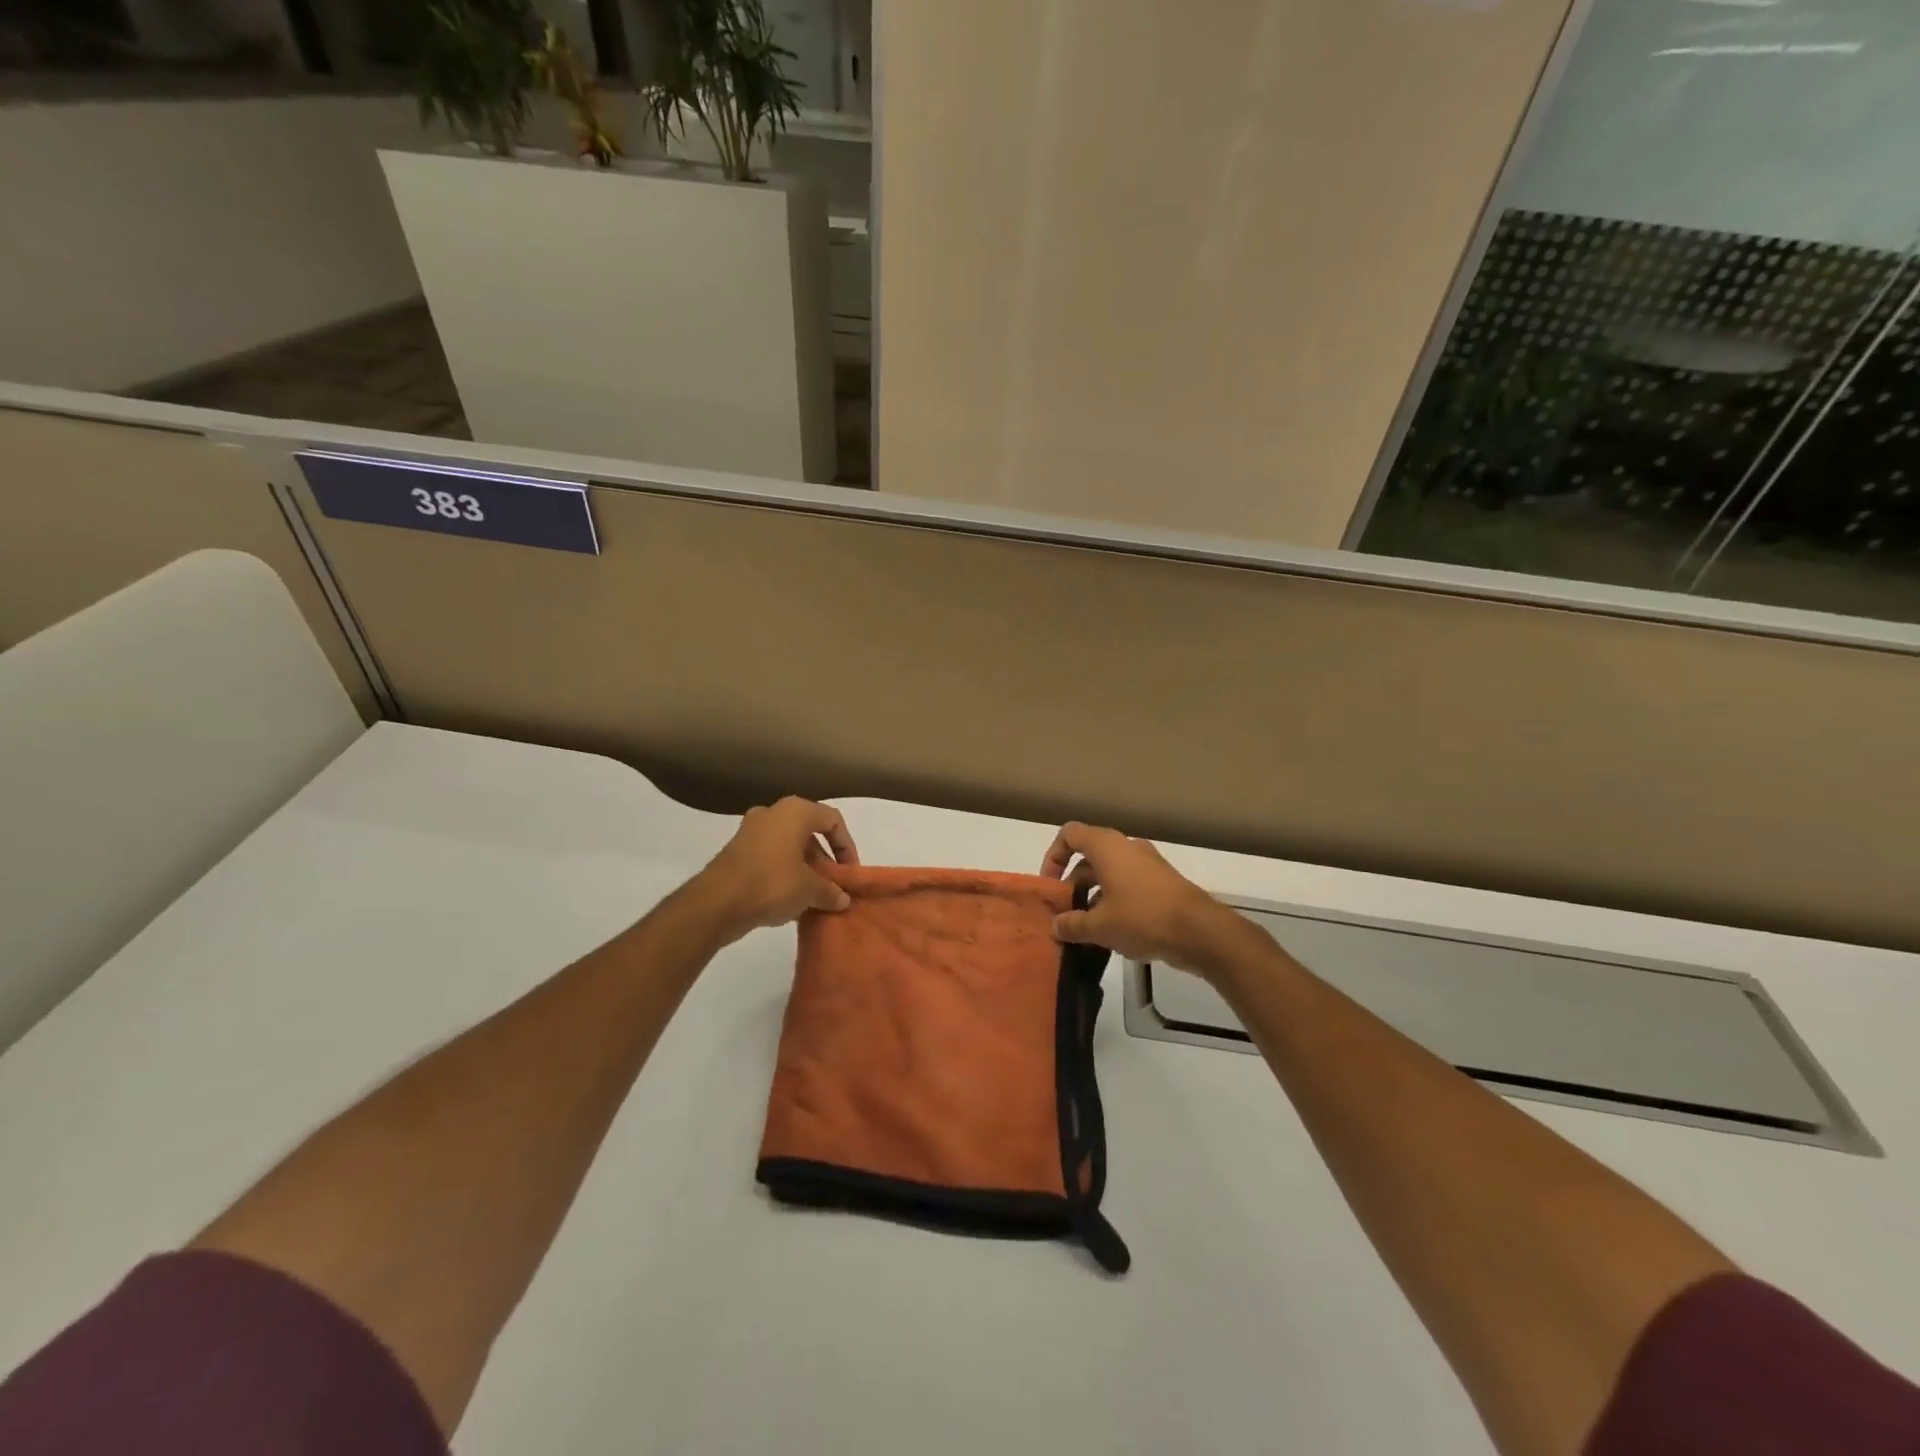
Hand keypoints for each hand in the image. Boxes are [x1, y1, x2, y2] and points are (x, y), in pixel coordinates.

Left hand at [692, 798, 858, 944]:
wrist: (716, 903)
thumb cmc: (772, 884)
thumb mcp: (810, 890)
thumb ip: (831, 891)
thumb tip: (843, 899)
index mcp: (795, 812)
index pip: (833, 820)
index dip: (847, 845)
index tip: (850, 872)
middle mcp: (773, 813)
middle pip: (810, 832)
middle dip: (825, 859)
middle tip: (833, 884)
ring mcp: (751, 831)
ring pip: (789, 845)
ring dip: (806, 868)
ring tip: (815, 896)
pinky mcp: (737, 851)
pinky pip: (771, 856)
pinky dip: (785, 872)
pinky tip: (792, 900)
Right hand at [1040, 823, 1246, 978]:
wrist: (1200, 931)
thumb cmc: (1142, 917)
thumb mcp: (1099, 926)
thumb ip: (1071, 924)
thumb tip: (1055, 926)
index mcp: (1106, 847)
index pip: (1069, 835)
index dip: (1053, 856)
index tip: (1050, 885)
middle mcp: (1126, 847)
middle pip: (1089, 857)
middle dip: (1073, 884)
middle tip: (1065, 913)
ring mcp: (1147, 864)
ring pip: (1109, 874)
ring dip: (1093, 896)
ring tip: (1086, 930)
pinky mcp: (1162, 883)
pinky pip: (1128, 885)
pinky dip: (1115, 902)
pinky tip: (1113, 934)